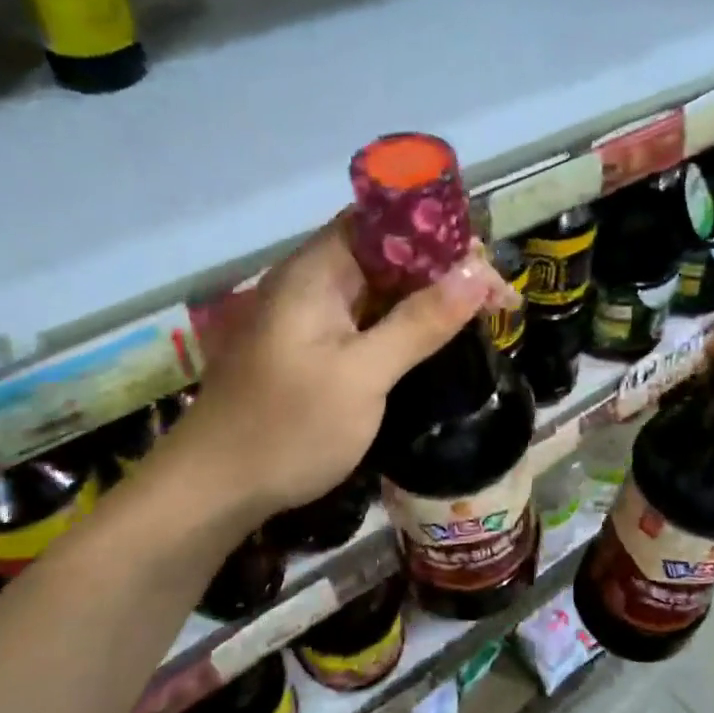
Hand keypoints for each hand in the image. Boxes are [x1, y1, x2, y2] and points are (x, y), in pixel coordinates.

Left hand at [154, 216, 505, 523]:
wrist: (216, 490)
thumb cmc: (288, 429)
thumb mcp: (362, 375)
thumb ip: (419, 322)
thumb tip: (476, 274)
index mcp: (315, 272)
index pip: (383, 222)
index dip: (439, 233)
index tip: (485, 265)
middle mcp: (312, 283)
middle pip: (387, 253)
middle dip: (444, 268)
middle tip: (497, 300)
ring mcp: (311, 317)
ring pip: (381, 288)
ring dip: (430, 297)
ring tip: (482, 315)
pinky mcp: (314, 349)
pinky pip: (368, 320)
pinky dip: (406, 324)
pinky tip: (438, 338)